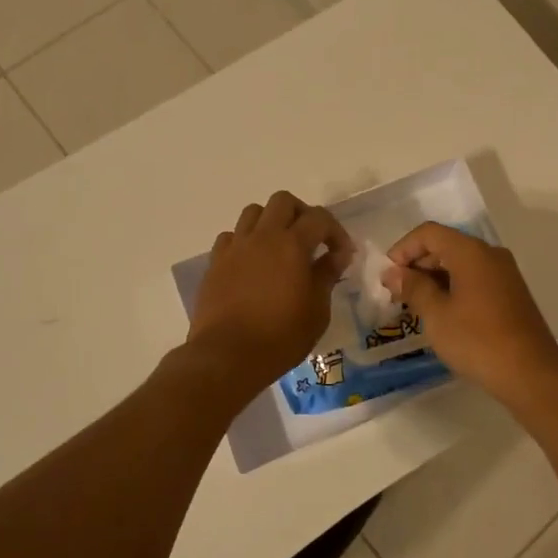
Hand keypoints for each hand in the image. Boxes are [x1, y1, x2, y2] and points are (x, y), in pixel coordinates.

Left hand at [186, 192, 355, 395]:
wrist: (226, 356)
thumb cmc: (280, 337)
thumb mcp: (317, 311)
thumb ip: (327, 275)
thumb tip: (337, 255)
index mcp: (292, 244)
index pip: (319, 217)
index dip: (335, 232)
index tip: (342, 255)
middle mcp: (262, 236)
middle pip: (283, 201)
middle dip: (302, 214)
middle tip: (311, 240)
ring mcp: (235, 247)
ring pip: (254, 212)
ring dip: (271, 222)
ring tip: (280, 247)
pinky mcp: (215, 262)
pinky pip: (231, 236)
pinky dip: (245, 242)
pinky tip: (252, 264)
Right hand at [381, 222, 557, 399]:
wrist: (531, 374)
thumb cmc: (477, 340)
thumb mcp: (436, 315)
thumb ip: (412, 288)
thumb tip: (393, 273)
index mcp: (471, 251)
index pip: (429, 233)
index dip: (403, 249)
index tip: (387, 276)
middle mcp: (490, 254)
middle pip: (445, 245)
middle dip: (417, 264)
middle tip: (397, 293)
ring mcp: (504, 273)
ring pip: (460, 263)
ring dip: (434, 278)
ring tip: (415, 305)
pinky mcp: (511, 293)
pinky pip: (475, 278)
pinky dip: (453, 287)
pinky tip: (442, 313)